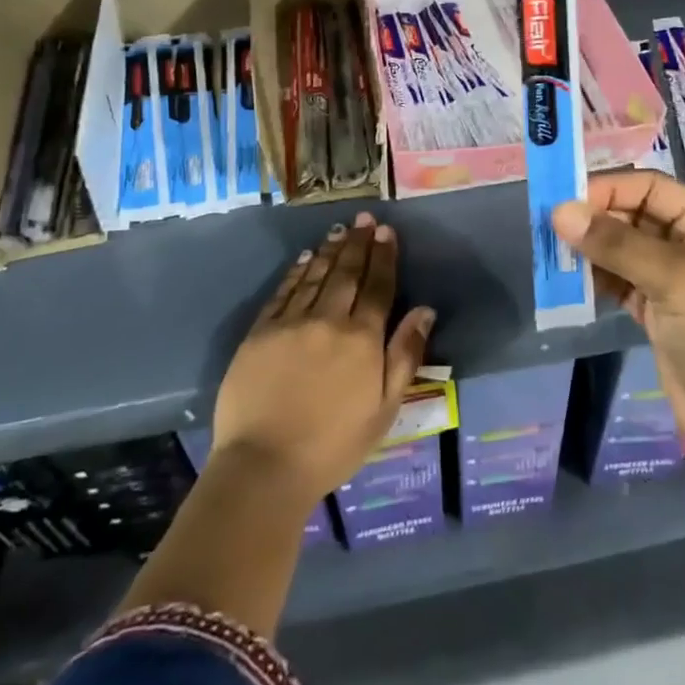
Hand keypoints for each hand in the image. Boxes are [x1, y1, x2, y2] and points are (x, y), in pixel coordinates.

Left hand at [213, 211, 436, 506]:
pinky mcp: (260, 332)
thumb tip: (424, 310)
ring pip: (316, 276)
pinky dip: (297, 271)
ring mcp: (291, 323)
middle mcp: (328, 320)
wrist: (264, 466)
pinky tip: (306, 258)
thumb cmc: (334, 444)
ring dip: (331, 251)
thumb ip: (405, 354)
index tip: (387, 231)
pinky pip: (283, 292)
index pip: (378, 286)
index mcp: (362, 338)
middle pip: (347, 273)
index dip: (384, 256)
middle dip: (359, 243)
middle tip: (365, 218)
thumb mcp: (384, 408)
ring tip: (341, 230)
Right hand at [554, 173, 684, 472]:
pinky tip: (572, 282)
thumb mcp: (673, 279)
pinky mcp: (656, 310)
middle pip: (633, 215)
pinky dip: (596, 279)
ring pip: (622, 249)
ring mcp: (672, 279)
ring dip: (591, 249)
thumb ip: (616, 244)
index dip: (609, 189)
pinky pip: (618, 281)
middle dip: (595, 219)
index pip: (651, 188)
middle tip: (551, 229)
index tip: (565, 201)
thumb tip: (560, 211)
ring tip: (555, 255)